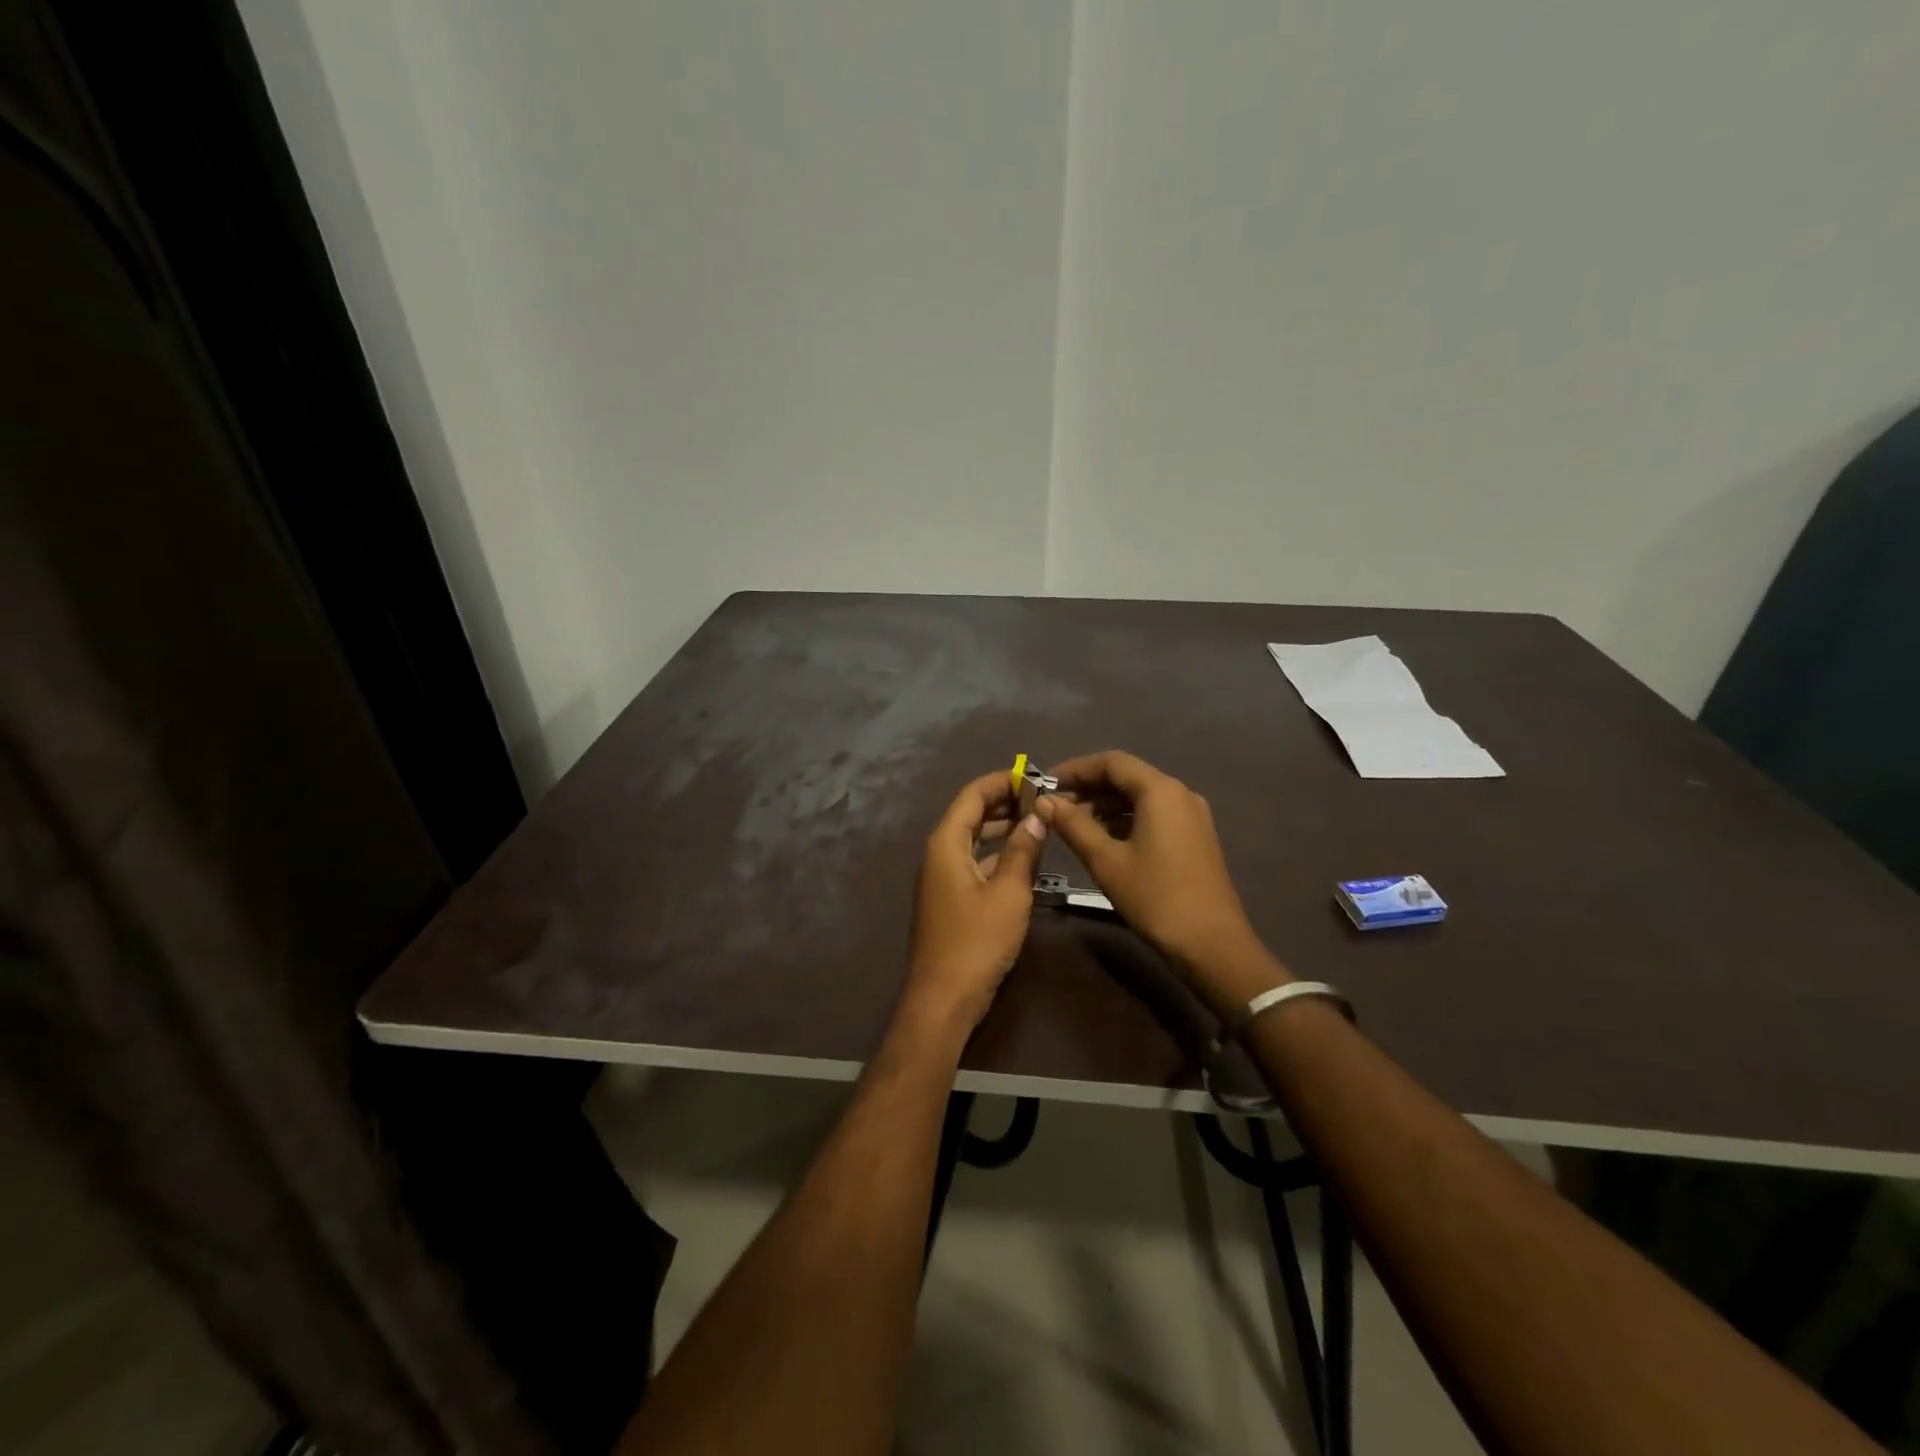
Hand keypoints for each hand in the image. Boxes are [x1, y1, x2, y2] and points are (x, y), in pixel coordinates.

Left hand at [904, 770, 1047, 1033]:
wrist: (943, 999)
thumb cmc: (977, 941)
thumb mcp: (1009, 892)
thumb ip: (1023, 850)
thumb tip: (1037, 815)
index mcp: (946, 843)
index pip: (973, 796)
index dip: (1002, 782)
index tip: (1035, 777)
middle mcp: (939, 854)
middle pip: (972, 815)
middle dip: (1006, 804)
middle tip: (1044, 800)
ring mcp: (942, 878)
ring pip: (975, 841)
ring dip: (1004, 830)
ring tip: (1040, 824)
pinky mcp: (950, 899)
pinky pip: (975, 864)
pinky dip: (999, 856)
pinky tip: (1026, 860)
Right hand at [1038, 750, 1265, 976]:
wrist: (1212, 945)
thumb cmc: (1155, 898)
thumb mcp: (1106, 861)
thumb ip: (1073, 825)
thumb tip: (1045, 801)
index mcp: (1160, 791)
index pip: (1111, 762)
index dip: (1075, 769)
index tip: (1045, 784)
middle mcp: (1179, 794)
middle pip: (1126, 777)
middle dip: (1088, 788)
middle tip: (1053, 807)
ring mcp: (1190, 816)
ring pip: (1139, 797)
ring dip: (1104, 806)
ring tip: (1071, 826)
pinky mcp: (1194, 837)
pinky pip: (1153, 815)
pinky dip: (1124, 820)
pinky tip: (1102, 840)